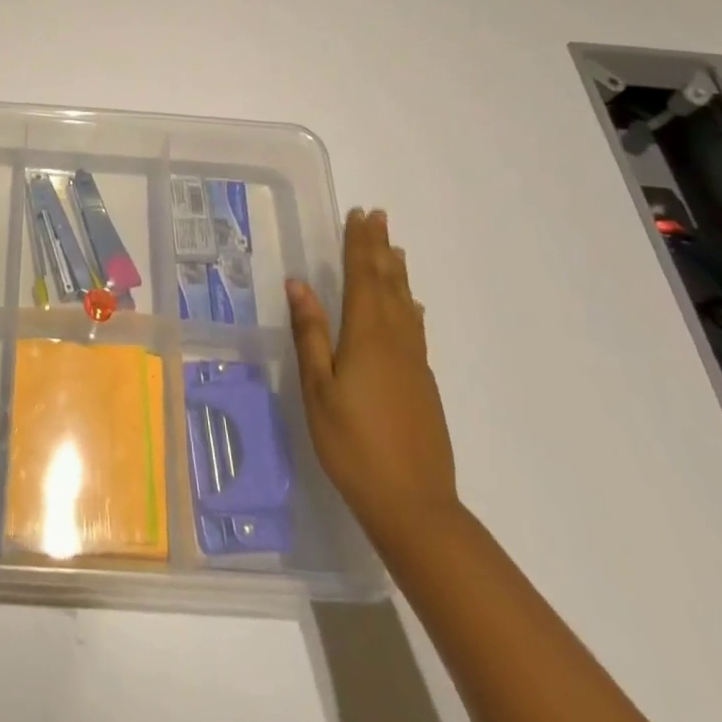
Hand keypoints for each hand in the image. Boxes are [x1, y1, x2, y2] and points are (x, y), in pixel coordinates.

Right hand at [287, 208, 457, 542]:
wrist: (414, 506)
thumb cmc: (353, 446)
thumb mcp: (318, 390)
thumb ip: (310, 334)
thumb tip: (298, 284)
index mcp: (367, 337)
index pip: (362, 278)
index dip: (359, 245)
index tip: (359, 215)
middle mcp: (396, 341)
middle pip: (388, 284)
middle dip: (380, 249)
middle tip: (378, 217)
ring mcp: (414, 363)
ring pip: (406, 304)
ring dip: (398, 272)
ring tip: (395, 249)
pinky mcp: (423, 384)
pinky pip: (415, 328)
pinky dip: (410, 306)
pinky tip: (411, 307)